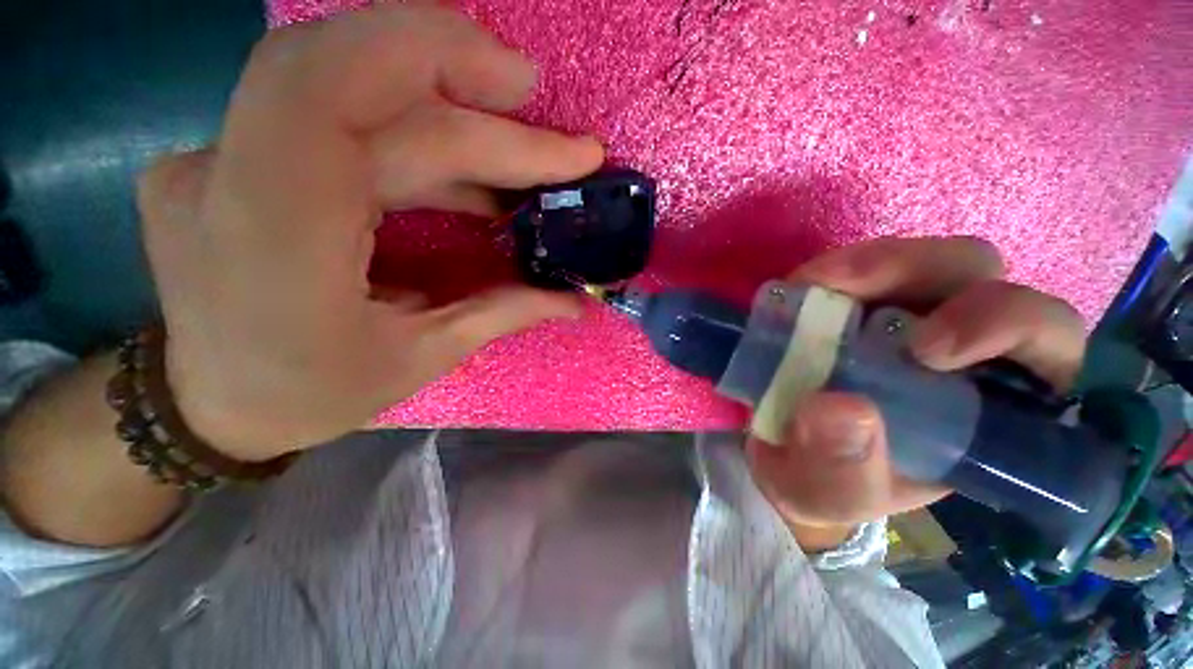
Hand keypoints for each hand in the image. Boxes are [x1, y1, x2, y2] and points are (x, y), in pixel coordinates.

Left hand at [136, 5, 603, 460]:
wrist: (212, 404)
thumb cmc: (310, 396)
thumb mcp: (418, 360)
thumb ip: (500, 313)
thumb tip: (571, 298)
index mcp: (270, 242)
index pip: (331, 95)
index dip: (433, 64)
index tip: (526, 94)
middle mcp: (224, 178)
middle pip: (351, 80)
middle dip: (461, 82)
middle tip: (542, 112)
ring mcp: (216, 158)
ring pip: (343, 88)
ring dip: (448, 110)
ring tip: (521, 150)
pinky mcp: (233, 158)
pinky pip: (336, 118)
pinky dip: (416, 135)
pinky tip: (470, 174)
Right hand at [745, 236, 1087, 551]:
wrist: (780, 452)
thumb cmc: (822, 481)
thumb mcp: (830, 493)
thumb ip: (844, 469)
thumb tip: (843, 409)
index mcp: (983, 406)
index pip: (1044, 344)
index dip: (1007, 327)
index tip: (926, 352)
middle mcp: (956, 349)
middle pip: (981, 279)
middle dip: (925, 273)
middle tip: (850, 293)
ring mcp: (902, 316)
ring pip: (922, 262)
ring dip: (870, 265)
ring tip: (811, 287)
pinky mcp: (853, 302)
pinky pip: (857, 267)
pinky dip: (829, 272)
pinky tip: (797, 291)